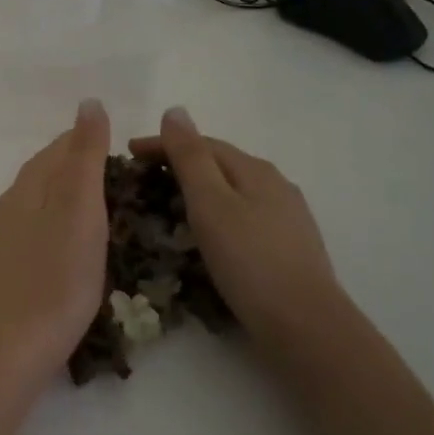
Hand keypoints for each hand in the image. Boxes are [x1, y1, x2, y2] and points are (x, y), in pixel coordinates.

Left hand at [0, 99, 110, 386]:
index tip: (125, 155)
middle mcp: (9, 203)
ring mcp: (2, 236)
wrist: (16, 341)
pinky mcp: (4, 266)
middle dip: (80, 170)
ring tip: (103, 215)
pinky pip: (34, 231)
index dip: (91, 144)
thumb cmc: (58, 273)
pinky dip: (57, 227)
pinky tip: (70, 247)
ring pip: (39, 203)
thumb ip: (84, 155)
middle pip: (47, 172)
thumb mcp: (80, 207)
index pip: (60, 147)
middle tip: (121, 185)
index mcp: (29, 184)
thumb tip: (89, 103)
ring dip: (68, 199)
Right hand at [129, 107, 342, 346]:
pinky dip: (217, 215)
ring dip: (200, 191)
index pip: (202, 143)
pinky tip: (210, 234)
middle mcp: (276, 185)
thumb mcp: (210, 204)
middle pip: (221, 164)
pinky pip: (243, 216)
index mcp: (255, 170)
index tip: (128, 153)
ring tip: (170, 205)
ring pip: (234, 191)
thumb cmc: (249, 261)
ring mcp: (287, 216)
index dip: (163, 144)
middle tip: (143, 179)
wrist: (305, 324)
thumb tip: (175, 110)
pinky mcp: (289, 246)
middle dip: (181, 165)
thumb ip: (190, 157)